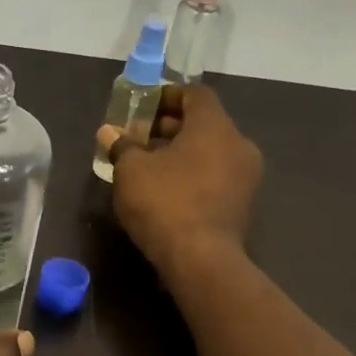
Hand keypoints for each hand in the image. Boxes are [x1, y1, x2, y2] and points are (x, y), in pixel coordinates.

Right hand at [102, 83, 263, 279]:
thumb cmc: (164, 203)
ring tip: (150, 165)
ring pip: (211, 152)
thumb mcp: (131, 171)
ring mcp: (246, 177)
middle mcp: (238, 144)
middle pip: (204, 124)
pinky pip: (216, 176)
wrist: (201, 260)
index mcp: (214, 126)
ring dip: (182, 153)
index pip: (195, 95)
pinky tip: (168, 190)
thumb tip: (109, 133)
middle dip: (171, 127)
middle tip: (140, 137)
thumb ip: (122, 146)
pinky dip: (194, 174)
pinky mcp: (243, 205)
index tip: (144, 106)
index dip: (168, 96)